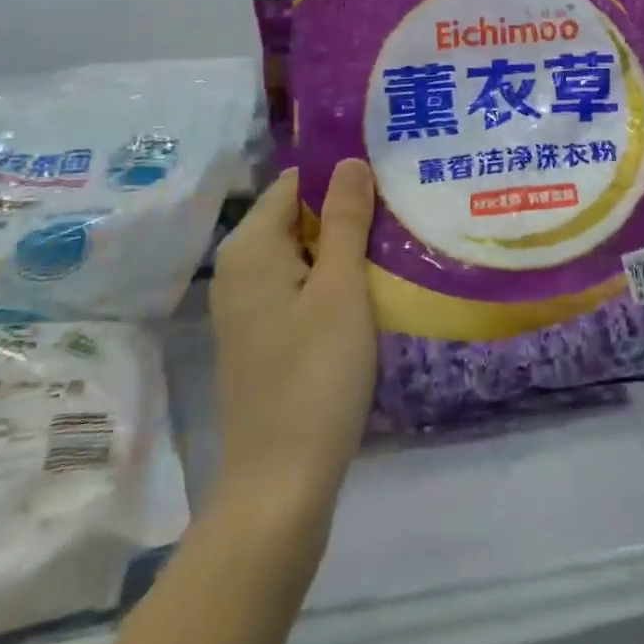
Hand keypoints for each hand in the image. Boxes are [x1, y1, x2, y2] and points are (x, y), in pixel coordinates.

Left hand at [209, 162, 376, 519]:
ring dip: (345, 247)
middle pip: (298, 216)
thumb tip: (350, 161)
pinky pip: (299, 286)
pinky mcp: (263, 335)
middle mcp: (239, 268)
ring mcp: (248, 305)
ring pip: (303, 253)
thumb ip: (344, 219)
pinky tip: (371, 289)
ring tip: (397, 243)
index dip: (342, 176)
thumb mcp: (340, 288)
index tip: (390, 179)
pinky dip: (332, 280)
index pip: (296, 183)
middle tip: (403, 211)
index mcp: (250, 247)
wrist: (281, 482)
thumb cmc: (315, 374)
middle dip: (347, 212)